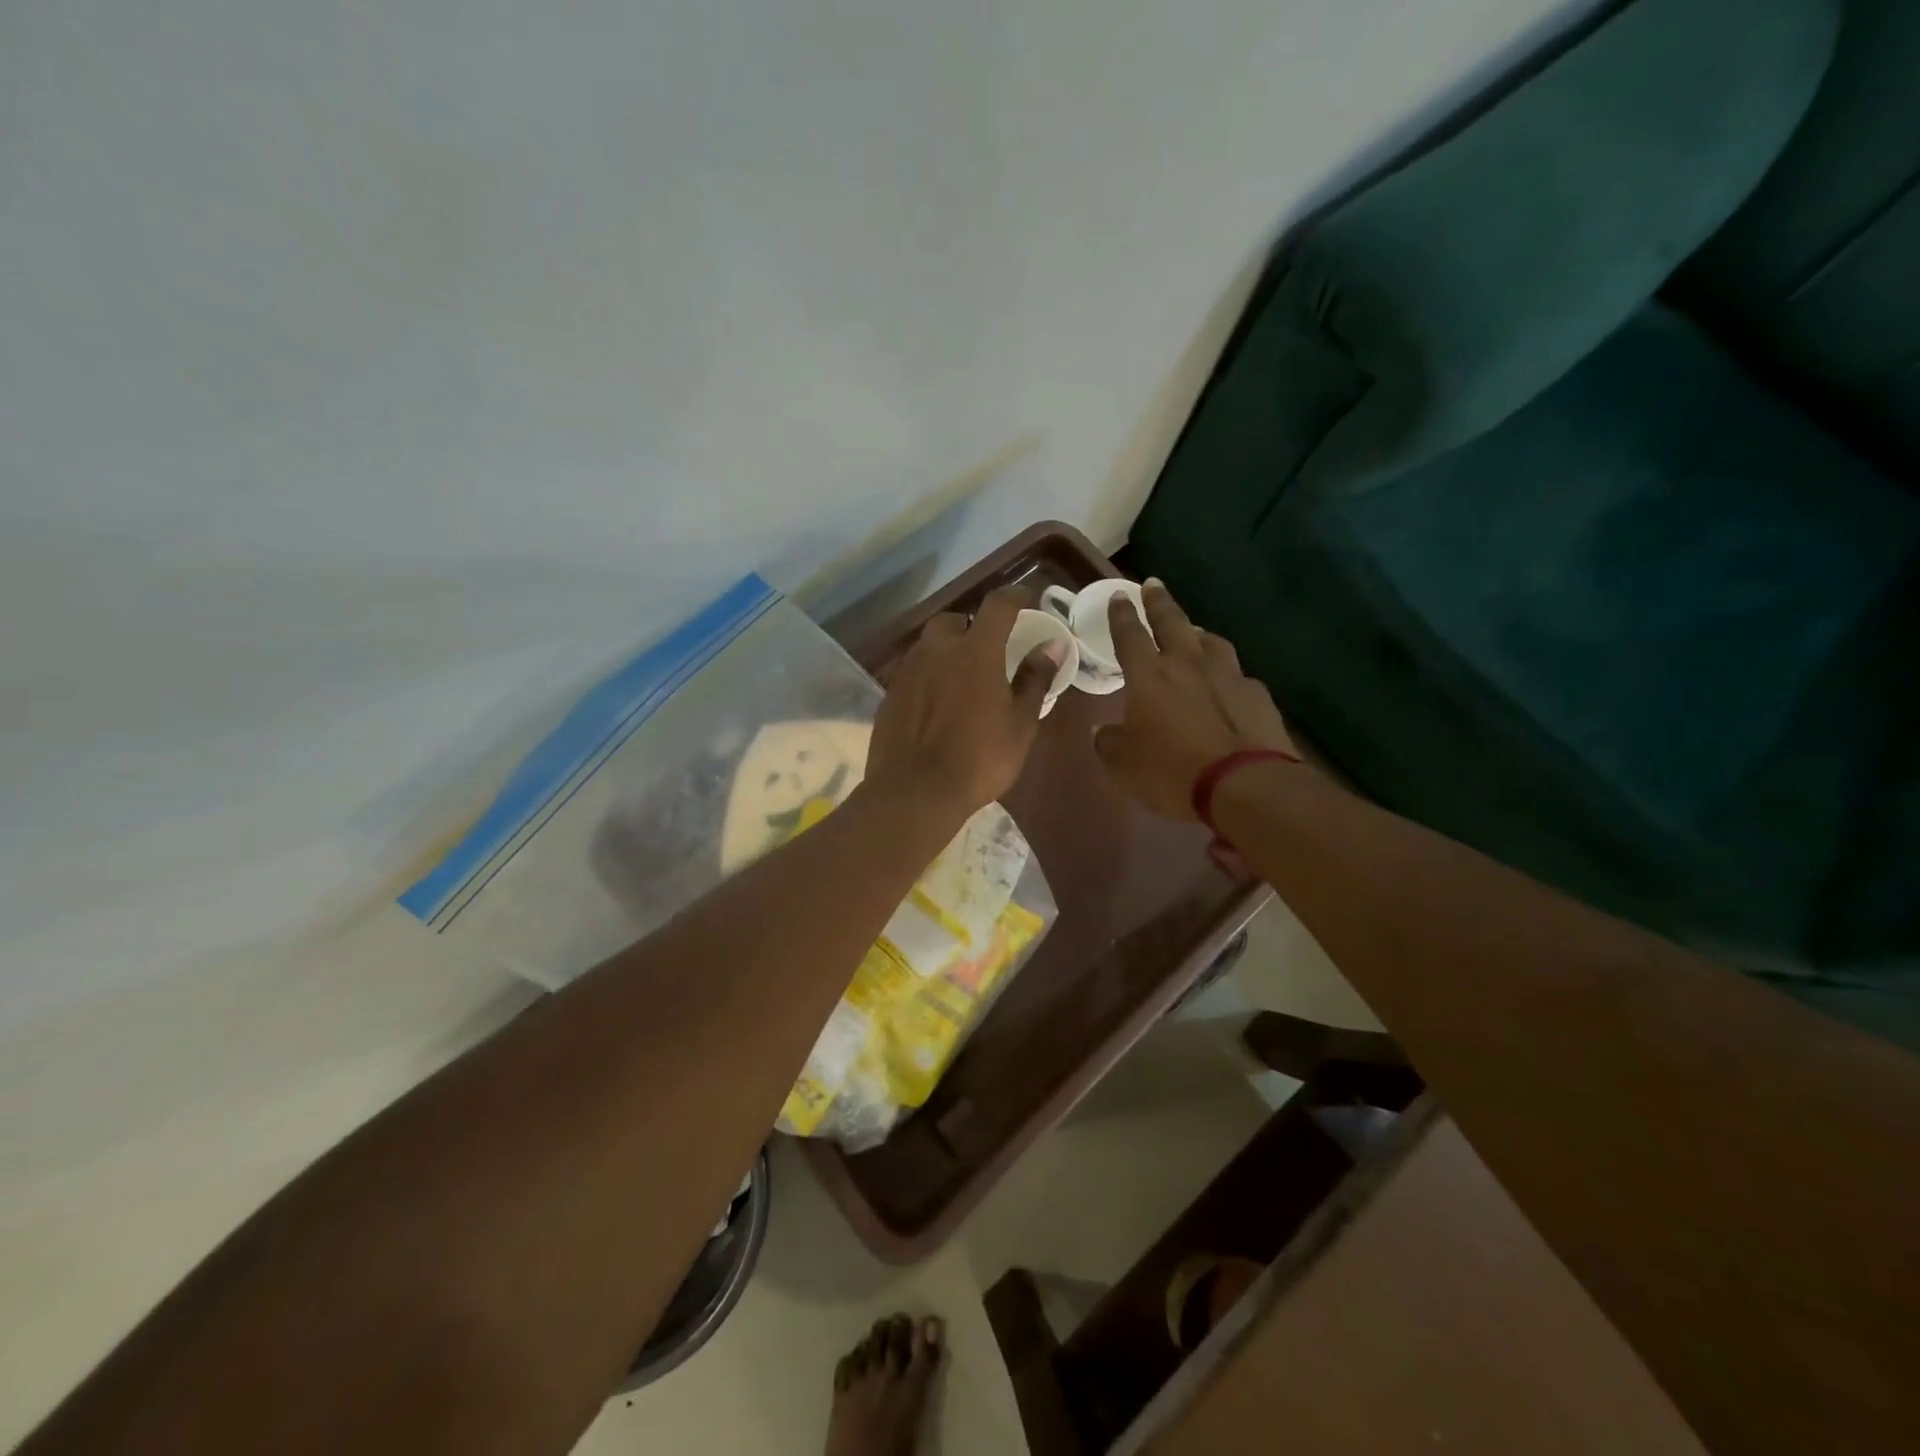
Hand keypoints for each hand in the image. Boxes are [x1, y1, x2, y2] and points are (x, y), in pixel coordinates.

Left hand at [866, 586, 1058, 819]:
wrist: (915, 792)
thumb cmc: (980, 758)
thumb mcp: (1020, 723)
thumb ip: (1035, 678)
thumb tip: (1052, 645)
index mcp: (976, 650)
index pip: (998, 605)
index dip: (1015, 597)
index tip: (1026, 600)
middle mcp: (938, 649)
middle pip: (955, 621)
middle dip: (972, 626)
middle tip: (988, 649)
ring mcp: (908, 670)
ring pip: (930, 645)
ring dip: (948, 651)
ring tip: (962, 679)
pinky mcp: (890, 693)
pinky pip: (914, 671)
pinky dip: (929, 676)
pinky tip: (937, 703)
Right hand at [1094, 579, 1299, 820]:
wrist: (1244, 785)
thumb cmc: (1172, 772)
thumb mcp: (1124, 766)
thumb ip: (1109, 743)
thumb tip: (1101, 731)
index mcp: (1148, 676)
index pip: (1129, 635)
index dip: (1122, 614)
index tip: (1119, 595)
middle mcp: (1187, 664)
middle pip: (1172, 622)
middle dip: (1159, 602)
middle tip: (1153, 584)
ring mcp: (1227, 675)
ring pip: (1211, 641)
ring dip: (1197, 633)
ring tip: (1194, 633)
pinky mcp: (1257, 694)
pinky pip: (1237, 674)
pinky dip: (1227, 674)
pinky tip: (1227, 685)